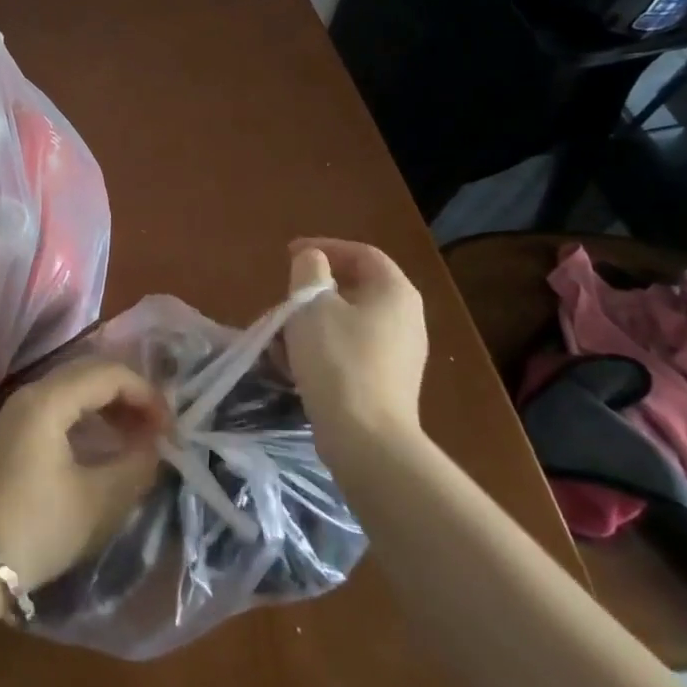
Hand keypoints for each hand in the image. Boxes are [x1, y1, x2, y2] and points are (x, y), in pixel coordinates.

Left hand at [0, 359, 164, 590]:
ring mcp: (17, 411)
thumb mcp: (98, 502)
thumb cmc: (36, 528)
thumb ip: (135, 467)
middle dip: (129, 394)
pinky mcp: (11, 431)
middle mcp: (31, 393)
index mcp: (49, 399)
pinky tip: (103, 443)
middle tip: (158, 426)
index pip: (109, 374)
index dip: (146, 394)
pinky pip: (59, 405)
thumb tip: (155, 446)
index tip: (171, 428)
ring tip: (137, 436)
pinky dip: (87, 415)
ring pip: (73, 388)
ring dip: (108, 404)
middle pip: (90, 372)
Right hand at [282, 237, 428, 449]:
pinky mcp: (389, 383)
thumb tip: (313, 261)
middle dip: (311, 292)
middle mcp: (406, 318)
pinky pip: (351, 350)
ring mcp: (401, 353)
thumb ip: (309, 269)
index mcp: (395, 291)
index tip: (288, 254)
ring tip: (280, 337)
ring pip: (348, 322)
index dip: (323, 247)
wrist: (366, 439)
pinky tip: (294, 366)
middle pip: (354, 288)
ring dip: (311, 323)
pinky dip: (323, 348)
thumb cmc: (337, 360)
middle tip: (282, 300)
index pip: (361, 253)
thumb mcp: (311, 303)